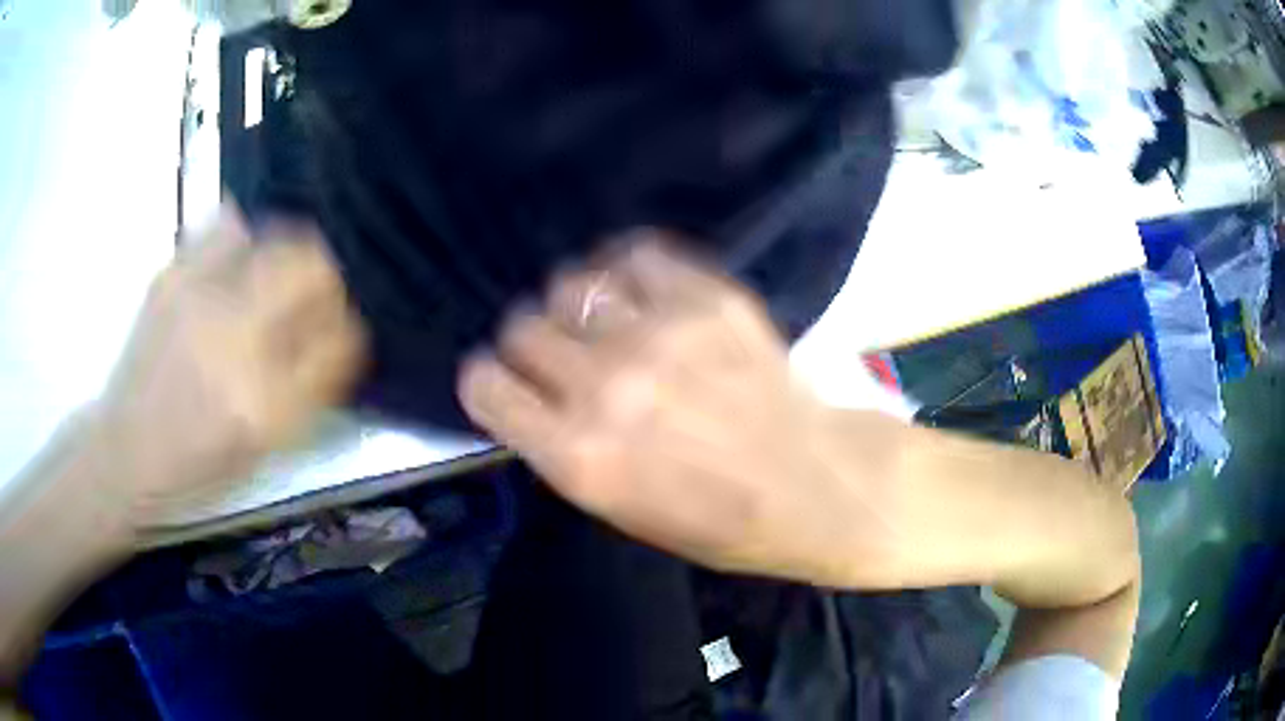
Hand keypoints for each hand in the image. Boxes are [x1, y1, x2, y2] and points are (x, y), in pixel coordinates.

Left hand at [95, 204, 365, 523]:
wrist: (126, 449)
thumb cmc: (199, 466)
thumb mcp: (264, 449)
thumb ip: (308, 387)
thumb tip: (337, 329)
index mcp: (264, 403)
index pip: (339, 338)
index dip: (346, 328)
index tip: (338, 331)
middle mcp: (234, 340)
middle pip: (312, 267)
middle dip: (326, 279)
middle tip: (313, 296)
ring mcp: (199, 299)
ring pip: (275, 237)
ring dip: (288, 254)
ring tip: (274, 279)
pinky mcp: (171, 276)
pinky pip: (227, 227)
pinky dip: (242, 239)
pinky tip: (233, 266)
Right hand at [458, 237, 879, 584]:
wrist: (814, 485)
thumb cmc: (717, 520)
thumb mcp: (619, 509)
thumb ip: (562, 446)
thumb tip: (532, 389)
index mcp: (578, 455)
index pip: (483, 383)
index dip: (489, 380)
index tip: (508, 381)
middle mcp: (606, 387)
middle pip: (521, 326)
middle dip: (533, 341)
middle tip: (565, 353)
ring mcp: (659, 334)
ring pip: (570, 282)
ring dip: (578, 304)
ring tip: (608, 320)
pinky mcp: (707, 298)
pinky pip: (635, 253)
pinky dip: (629, 269)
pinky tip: (644, 290)